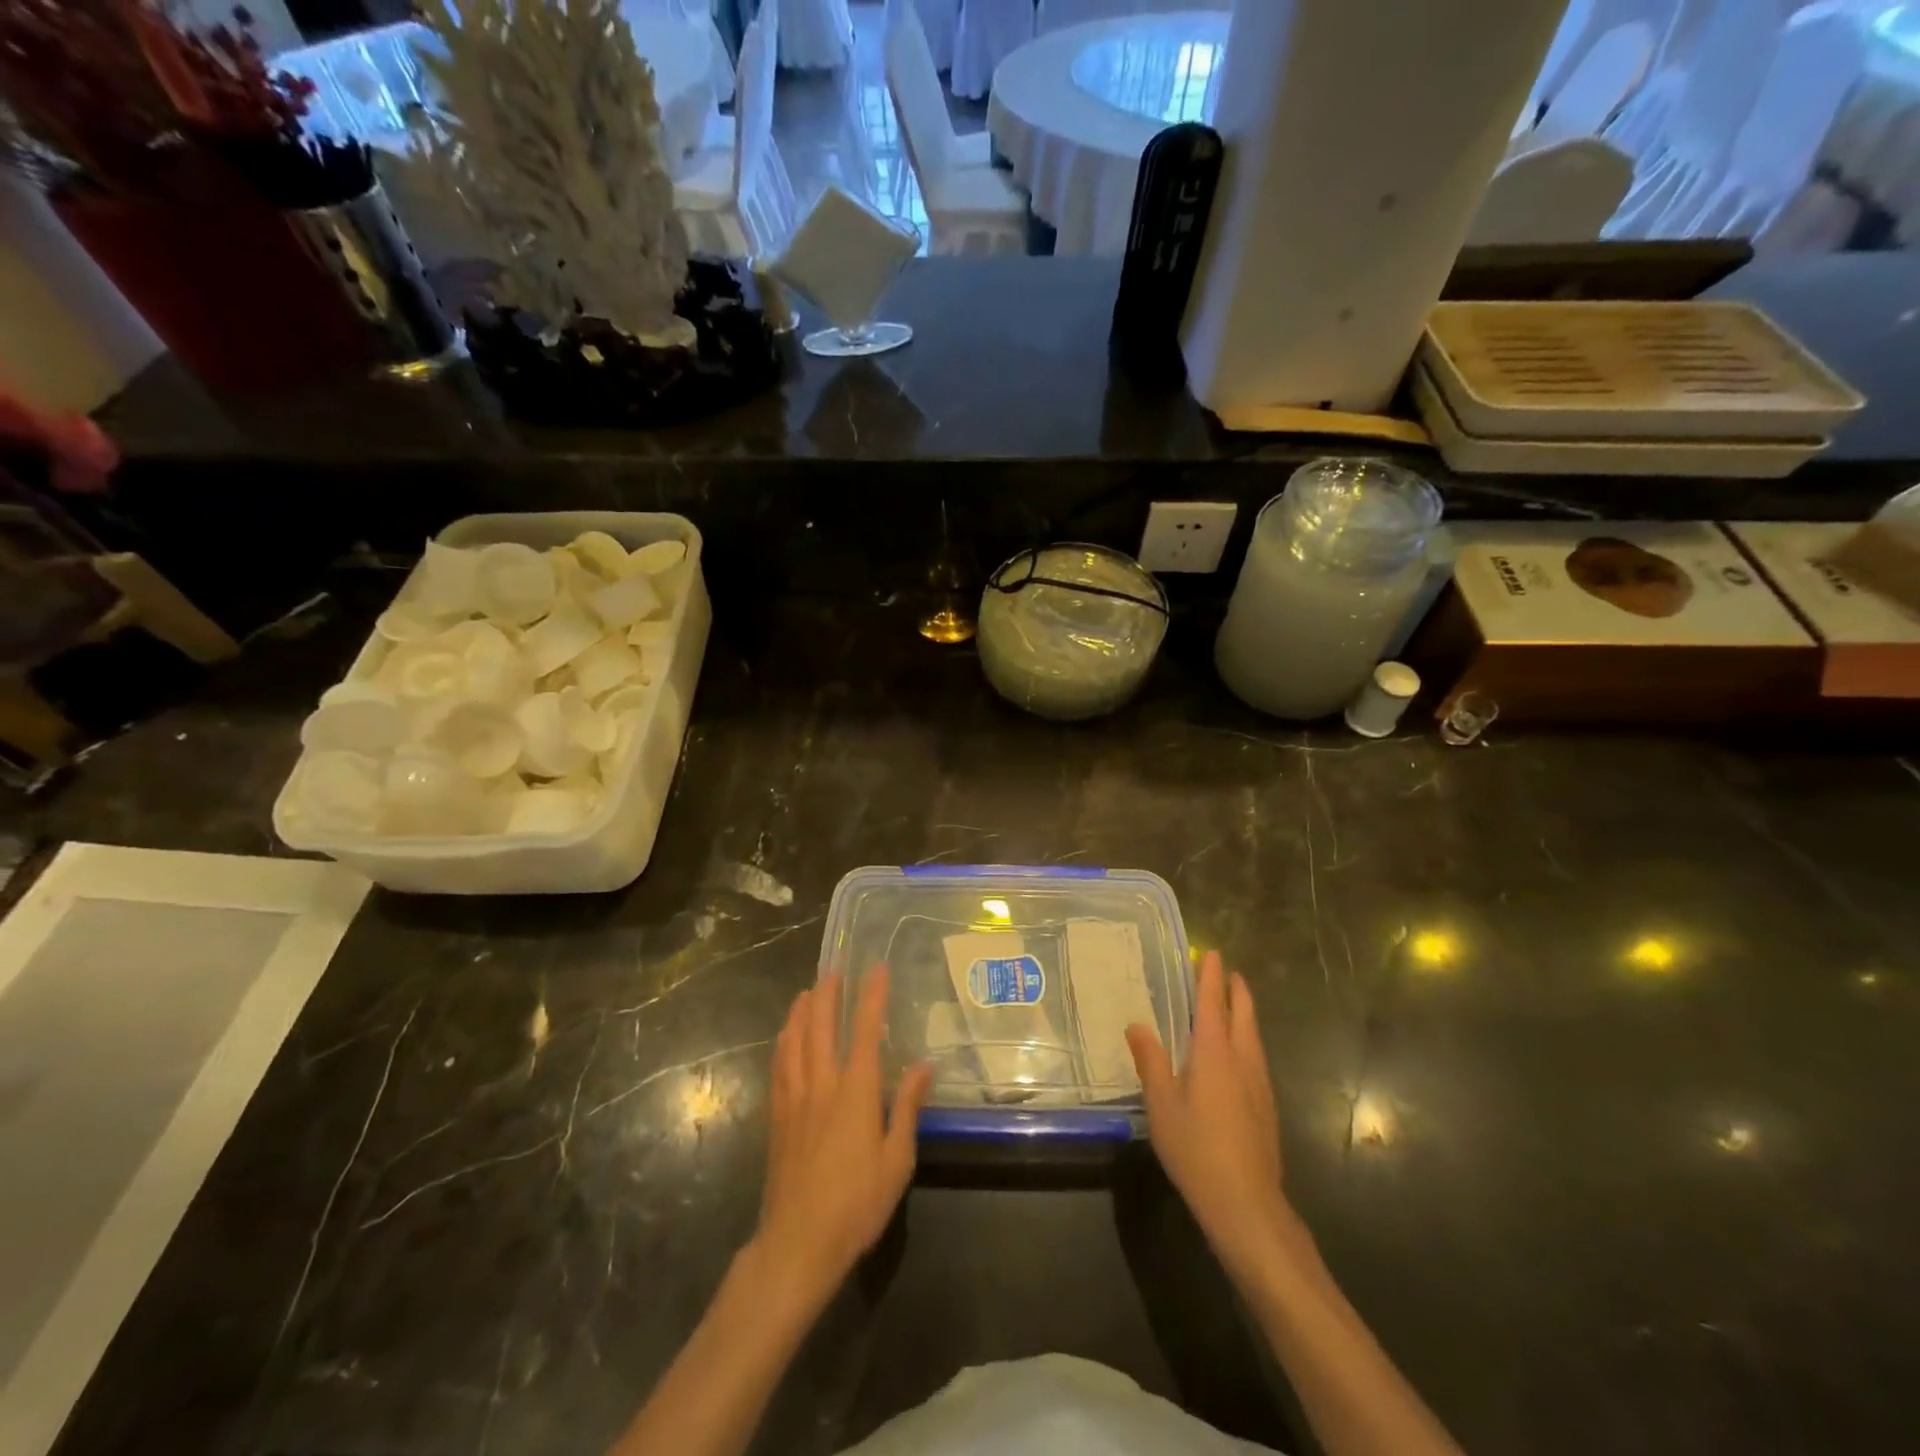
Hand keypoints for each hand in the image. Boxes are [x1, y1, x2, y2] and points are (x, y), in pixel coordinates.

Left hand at [755, 968, 932, 1299]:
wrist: (797, 1244)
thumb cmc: (856, 1204)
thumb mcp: (897, 1160)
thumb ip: (907, 1107)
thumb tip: (923, 1065)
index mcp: (855, 1092)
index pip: (864, 1030)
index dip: (871, 996)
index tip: (876, 968)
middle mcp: (821, 1084)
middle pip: (820, 1026)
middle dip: (827, 994)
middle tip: (835, 970)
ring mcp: (794, 1099)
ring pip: (794, 1041)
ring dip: (801, 1011)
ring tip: (807, 991)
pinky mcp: (776, 1117)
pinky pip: (778, 1066)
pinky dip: (783, 1041)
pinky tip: (785, 1036)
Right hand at [1127, 950, 1292, 1276]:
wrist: (1247, 1204)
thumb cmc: (1196, 1149)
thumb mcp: (1161, 1104)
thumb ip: (1150, 1061)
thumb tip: (1137, 1025)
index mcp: (1214, 1053)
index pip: (1213, 1003)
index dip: (1211, 977)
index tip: (1212, 954)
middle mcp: (1242, 1060)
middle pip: (1243, 1014)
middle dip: (1236, 990)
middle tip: (1226, 972)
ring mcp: (1259, 1084)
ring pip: (1253, 1035)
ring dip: (1244, 1013)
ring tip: (1232, 1004)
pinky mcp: (1267, 1106)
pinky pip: (1256, 1056)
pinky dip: (1246, 1038)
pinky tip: (1237, 1054)